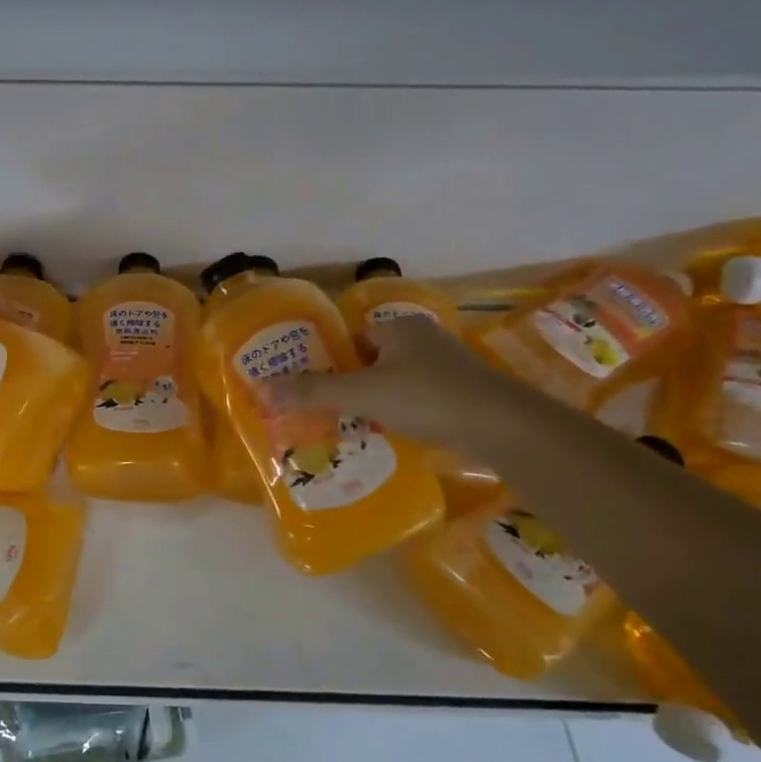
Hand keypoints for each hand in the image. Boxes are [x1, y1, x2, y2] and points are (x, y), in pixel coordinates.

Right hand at [270, 315, 499, 449]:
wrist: (499, 425)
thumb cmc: (424, 397)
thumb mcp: (359, 394)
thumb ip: (311, 392)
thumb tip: (261, 387)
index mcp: (398, 327)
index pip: (354, 338)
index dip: (332, 360)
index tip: (314, 385)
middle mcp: (424, 339)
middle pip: (375, 359)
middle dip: (353, 383)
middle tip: (328, 410)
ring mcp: (448, 367)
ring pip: (398, 381)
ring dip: (378, 401)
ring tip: (354, 426)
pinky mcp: (464, 394)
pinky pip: (420, 400)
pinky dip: (404, 414)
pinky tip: (392, 434)